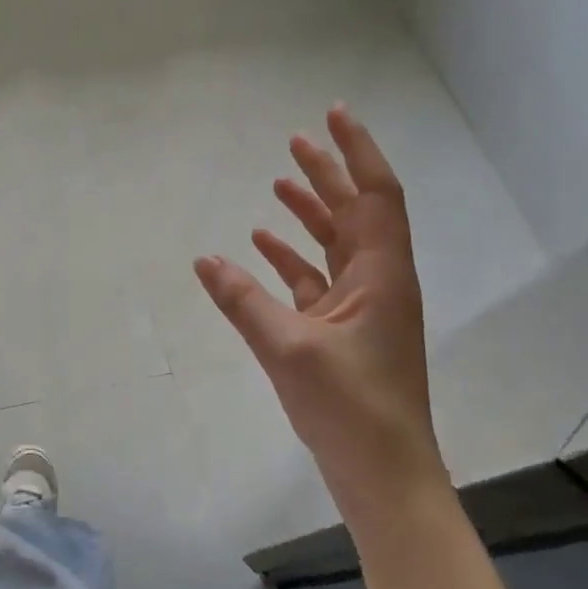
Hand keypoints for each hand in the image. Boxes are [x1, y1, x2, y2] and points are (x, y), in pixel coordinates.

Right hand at [194, 105, 447, 530]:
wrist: (383, 473)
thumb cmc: (349, 406)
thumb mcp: (288, 348)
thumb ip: (243, 300)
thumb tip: (204, 259)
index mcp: (381, 274)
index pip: (376, 195)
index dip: (356, 151)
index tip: (333, 115)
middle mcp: (378, 281)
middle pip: (356, 212)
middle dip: (328, 173)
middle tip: (296, 140)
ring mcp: (362, 307)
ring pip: (336, 243)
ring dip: (310, 212)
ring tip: (278, 182)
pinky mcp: (343, 330)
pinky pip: (316, 278)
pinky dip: (292, 257)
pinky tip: (261, 246)